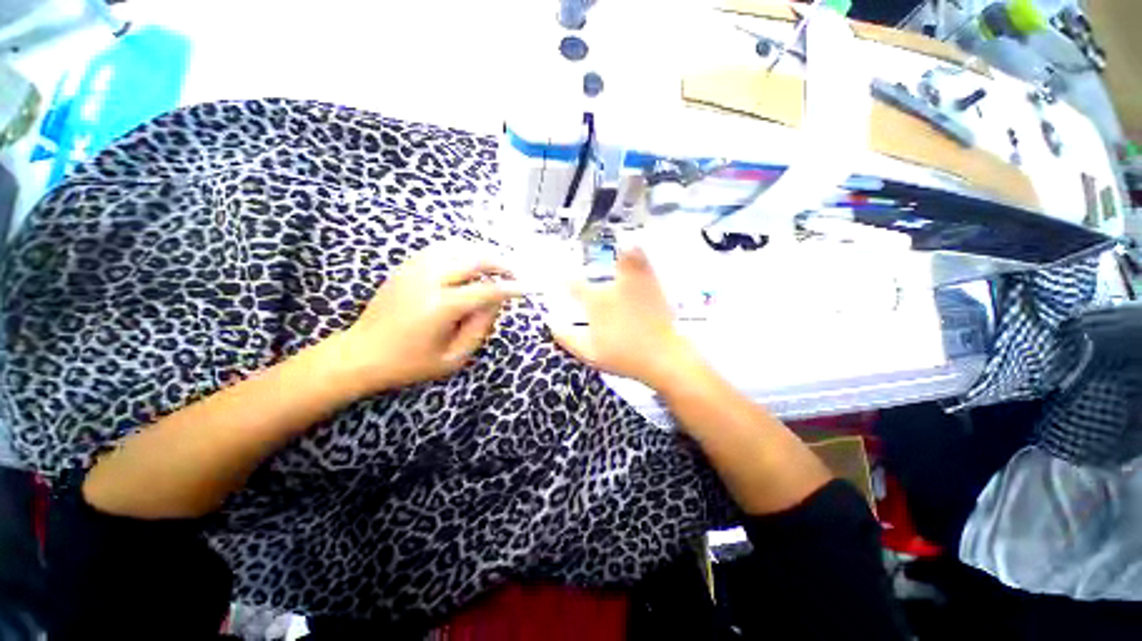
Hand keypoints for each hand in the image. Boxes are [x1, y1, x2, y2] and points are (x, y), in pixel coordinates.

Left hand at [332, 242, 520, 396]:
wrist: (361, 354)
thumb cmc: (410, 363)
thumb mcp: (453, 358)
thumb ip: (479, 329)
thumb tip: (495, 303)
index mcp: (440, 307)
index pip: (486, 290)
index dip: (511, 288)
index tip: (528, 288)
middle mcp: (428, 281)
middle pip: (474, 259)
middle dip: (500, 263)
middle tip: (514, 273)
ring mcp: (414, 269)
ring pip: (458, 247)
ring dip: (482, 253)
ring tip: (497, 265)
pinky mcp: (406, 266)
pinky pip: (440, 248)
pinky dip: (462, 250)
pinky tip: (471, 260)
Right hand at [552, 247, 698, 389]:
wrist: (662, 356)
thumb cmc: (623, 357)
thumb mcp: (589, 354)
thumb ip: (568, 338)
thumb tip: (552, 325)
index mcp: (597, 304)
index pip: (574, 286)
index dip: (563, 279)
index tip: (558, 276)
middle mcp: (614, 288)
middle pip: (600, 269)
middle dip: (591, 267)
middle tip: (588, 261)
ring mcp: (635, 284)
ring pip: (624, 258)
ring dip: (617, 254)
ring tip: (615, 248)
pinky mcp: (653, 286)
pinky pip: (645, 262)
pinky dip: (638, 253)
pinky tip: (636, 248)